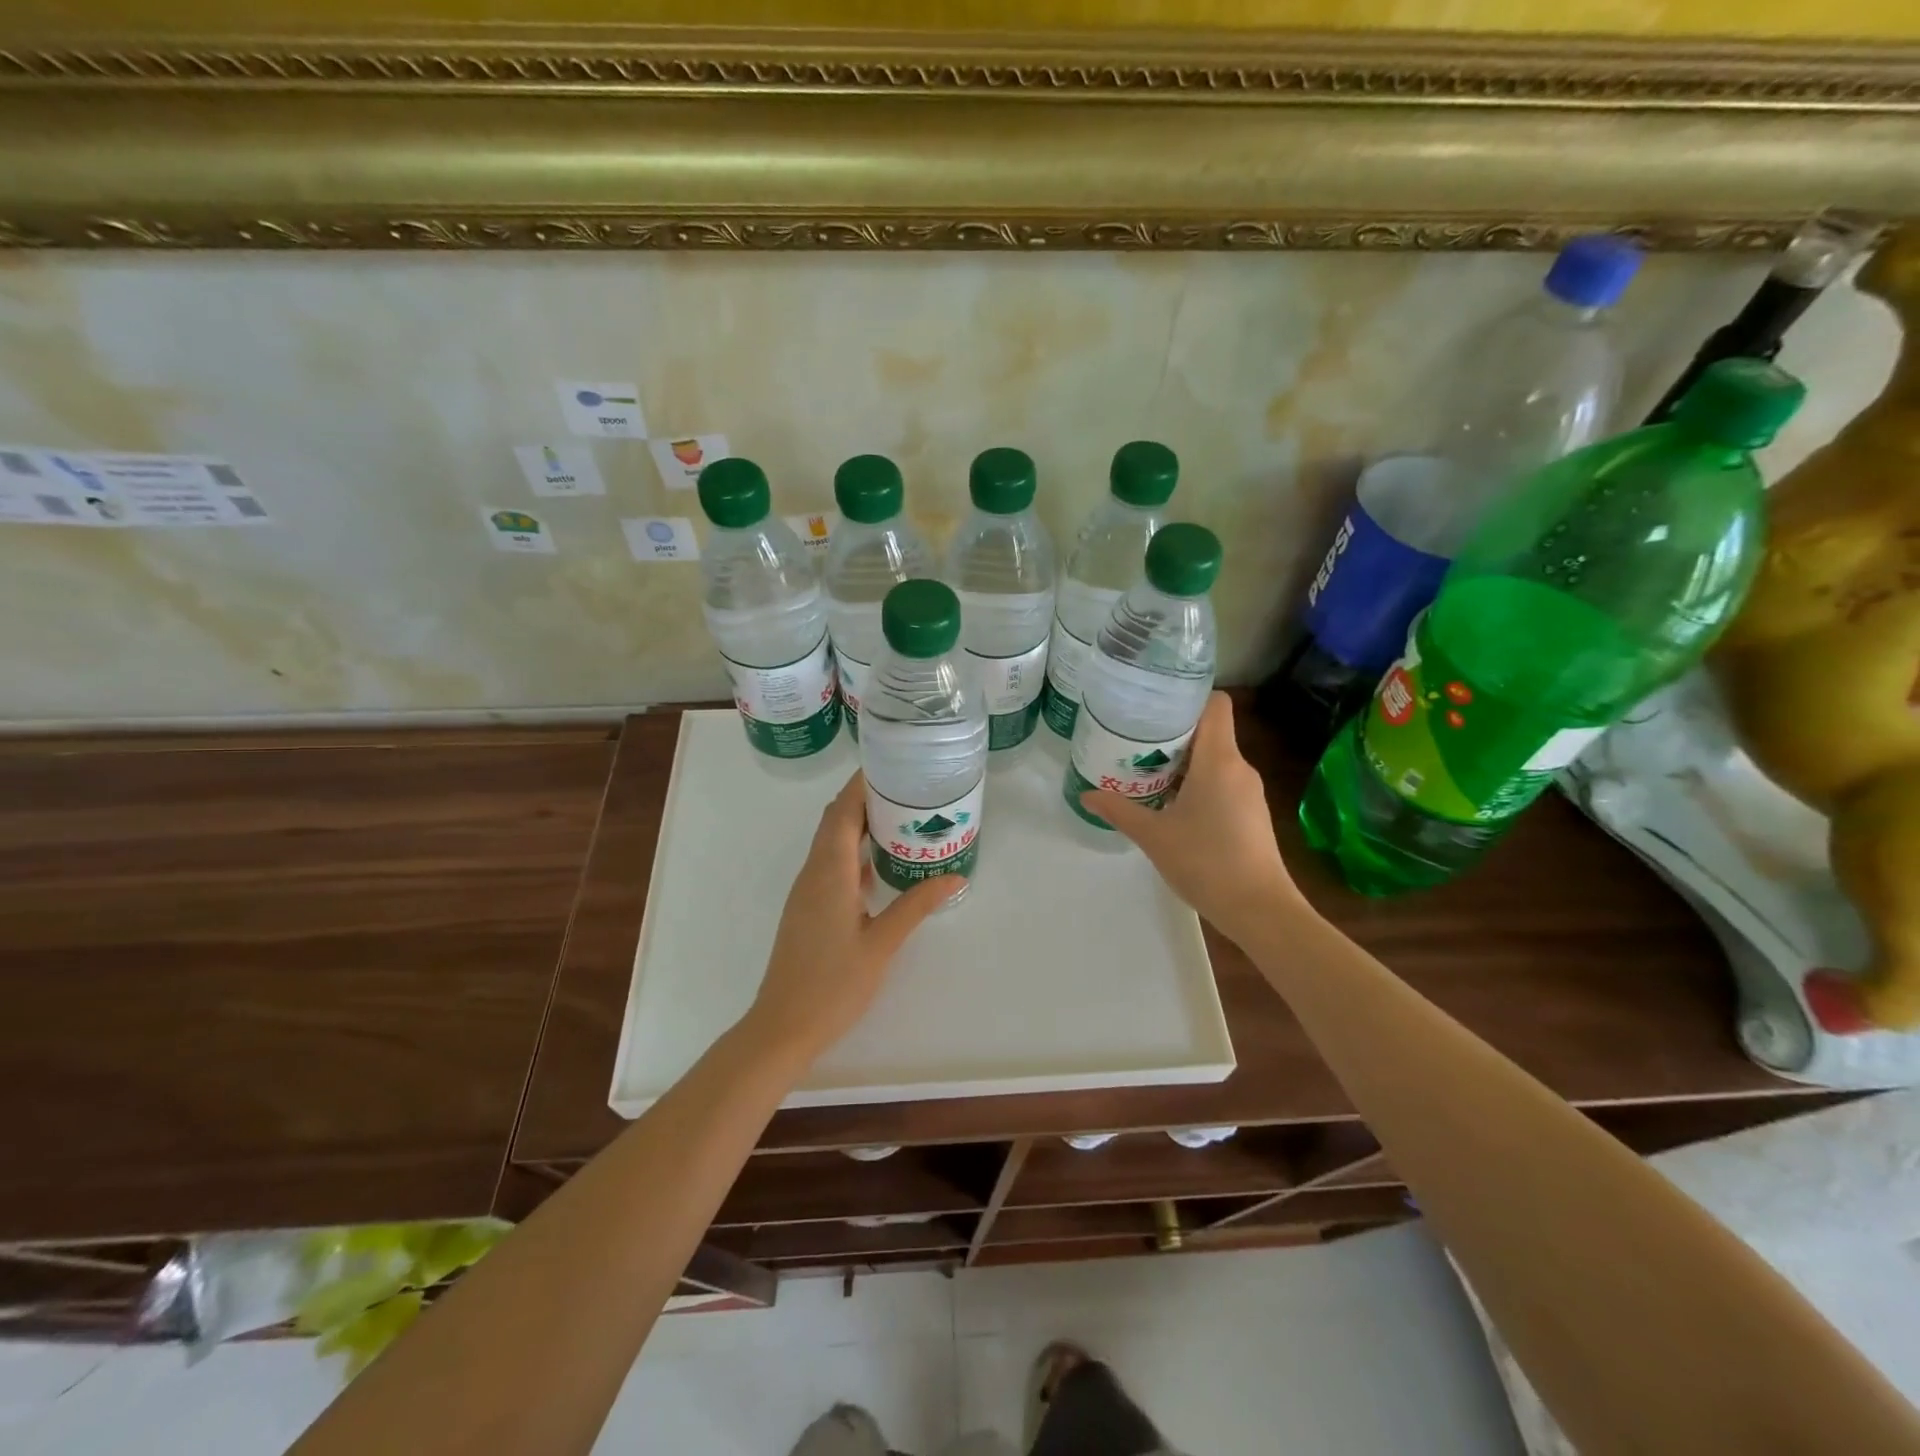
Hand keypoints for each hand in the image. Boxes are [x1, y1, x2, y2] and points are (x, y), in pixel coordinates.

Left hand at [745, 770, 961, 1059]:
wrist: (783, 1026)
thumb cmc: (833, 985)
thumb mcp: (882, 944)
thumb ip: (917, 905)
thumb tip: (954, 876)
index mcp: (829, 872)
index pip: (843, 810)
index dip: (863, 784)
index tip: (893, 764)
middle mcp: (813, 872)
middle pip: (836, 820)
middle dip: (866, 799)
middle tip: (908, 790)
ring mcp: (806, 890)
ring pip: (831, 841)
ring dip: (859, 824)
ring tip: (901, 818)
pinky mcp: (807, 907)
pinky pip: (829, 863)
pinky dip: (853, 850)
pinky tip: (880, 863)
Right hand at [1079, 692, 1305, 942]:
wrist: (1259, 909)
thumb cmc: (1206, 862)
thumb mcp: (1154, 836)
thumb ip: (1119, 810)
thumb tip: (1087, 795)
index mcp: (1219, 760)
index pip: (1216, 704)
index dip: (1188, 697)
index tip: (1154, 705)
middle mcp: (1239, 767)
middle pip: (1209, 730)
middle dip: (1173, 732)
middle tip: (1134, 739)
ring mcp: (1249, 791)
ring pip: (1214, 758)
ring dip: (1183, 760)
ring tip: (1146, 770)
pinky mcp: (1252, 812)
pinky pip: (1222, 780)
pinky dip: (1197, 782)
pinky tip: (1171, 802)